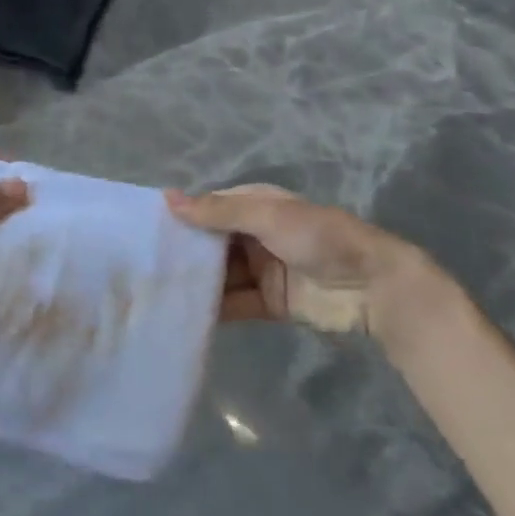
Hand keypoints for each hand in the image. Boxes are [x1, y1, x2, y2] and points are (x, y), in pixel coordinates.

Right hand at [167, 184, 409, 329]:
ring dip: (197, 283)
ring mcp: (263, 269)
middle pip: (212, 243)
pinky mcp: (271, 302)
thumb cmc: (318, 238)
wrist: (372, 286)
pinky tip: (185, 317)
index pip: (210, 208)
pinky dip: (215, 310)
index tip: (144, 230)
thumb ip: (219, 211)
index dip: (182, 217)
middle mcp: (255, 234)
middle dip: (185, 254)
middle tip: (142, 268)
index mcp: (256, 205)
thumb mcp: (267, 215)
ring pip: (221, 275)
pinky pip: (236, 303)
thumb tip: (168, 198)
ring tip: (156, 295)